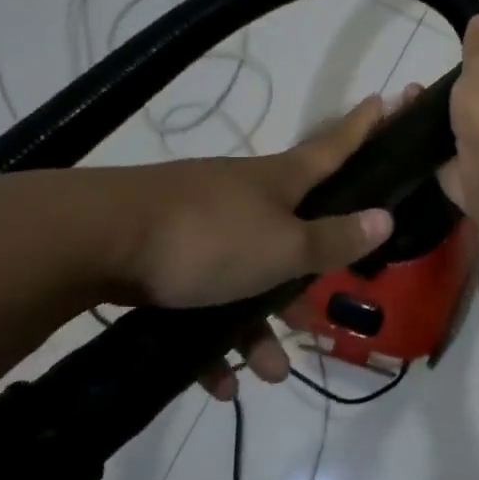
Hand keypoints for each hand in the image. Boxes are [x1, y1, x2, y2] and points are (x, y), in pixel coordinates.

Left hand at [108, 95, 396, 399]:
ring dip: (261, 326)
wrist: (92, 241)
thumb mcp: (283, 247)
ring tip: (270, 372)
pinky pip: (205, 297)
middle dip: (308, 275)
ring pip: (248, 275)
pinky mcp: (165, 253)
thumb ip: (334, 239)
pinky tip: (218, 381)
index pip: (335, 148)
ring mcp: (203, 223)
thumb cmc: (207, 239)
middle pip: (294, 232)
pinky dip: (214, 338)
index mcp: (280, 182)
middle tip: (320, 313)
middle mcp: (245, 196)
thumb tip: (385, 218)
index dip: (364, 127)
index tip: (386, 98)